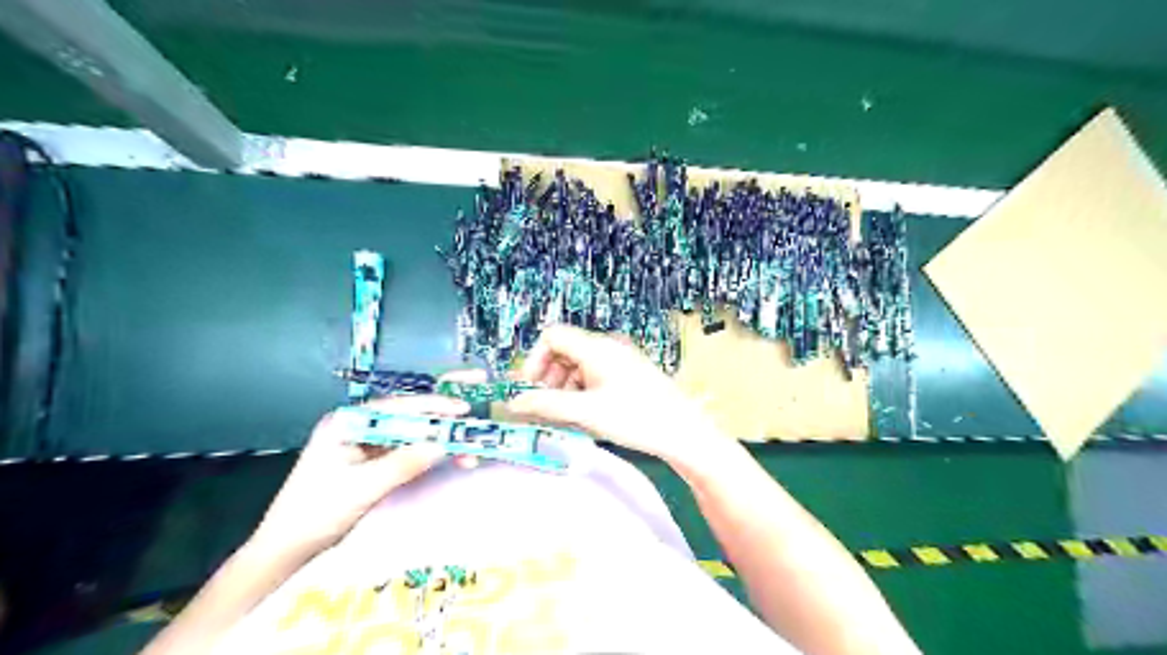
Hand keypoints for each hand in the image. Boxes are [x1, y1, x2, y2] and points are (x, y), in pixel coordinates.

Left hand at [252, 391, 473, 558]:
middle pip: (408, 417)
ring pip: (412, 435)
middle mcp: (358, 427)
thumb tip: (443, 445)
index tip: (462, 410)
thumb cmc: (315, 514)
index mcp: (347, 422)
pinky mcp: (374, 462)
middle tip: (472, 426)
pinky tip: (451, 460)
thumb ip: (403, 463)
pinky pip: (409, 452)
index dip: (432, 406)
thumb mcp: (362, 488)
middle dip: (441, 421)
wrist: (286, 550)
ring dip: (439, 442)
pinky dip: (430, 456)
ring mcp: (366, 445)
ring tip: (468, 453)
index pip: (397, 406)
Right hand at [509, 326, 725, 462]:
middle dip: (549, 376)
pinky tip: (587, 413)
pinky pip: (594, 373)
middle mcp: (607, 346)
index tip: (532, 390)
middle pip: (564, 349)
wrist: (683, 431)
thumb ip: (546, 406)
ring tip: (568, 414)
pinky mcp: (628, 373)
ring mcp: (620, 359)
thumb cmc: (635, 418)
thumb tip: (512, 403)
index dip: (535, 360)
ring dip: (564, 385)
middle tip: (547, 406)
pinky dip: (582, 389)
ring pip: (578, 363)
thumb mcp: (586, 412)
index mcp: (596, 347)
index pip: (552, 336)